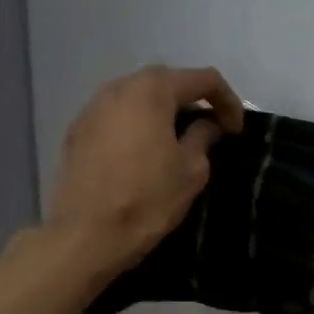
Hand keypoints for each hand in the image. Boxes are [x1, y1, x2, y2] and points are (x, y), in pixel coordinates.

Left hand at [50, 65, 244, 274]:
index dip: (227, 100)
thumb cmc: (148, 199)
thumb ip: (203, 137)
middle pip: (165, 81)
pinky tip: (143, 151)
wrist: (87, 234)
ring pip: (137, 97)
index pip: (203, 79)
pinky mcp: (77, 130)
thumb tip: (206, 125)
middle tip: (210, 127)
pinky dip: (136, 125)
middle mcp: (119, 87)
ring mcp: (92, 107)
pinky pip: (116, 117)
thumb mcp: (191, 171)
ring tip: (176, 137)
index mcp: (152, 90)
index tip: (236, 130)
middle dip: (192, 99)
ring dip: (161, 110)